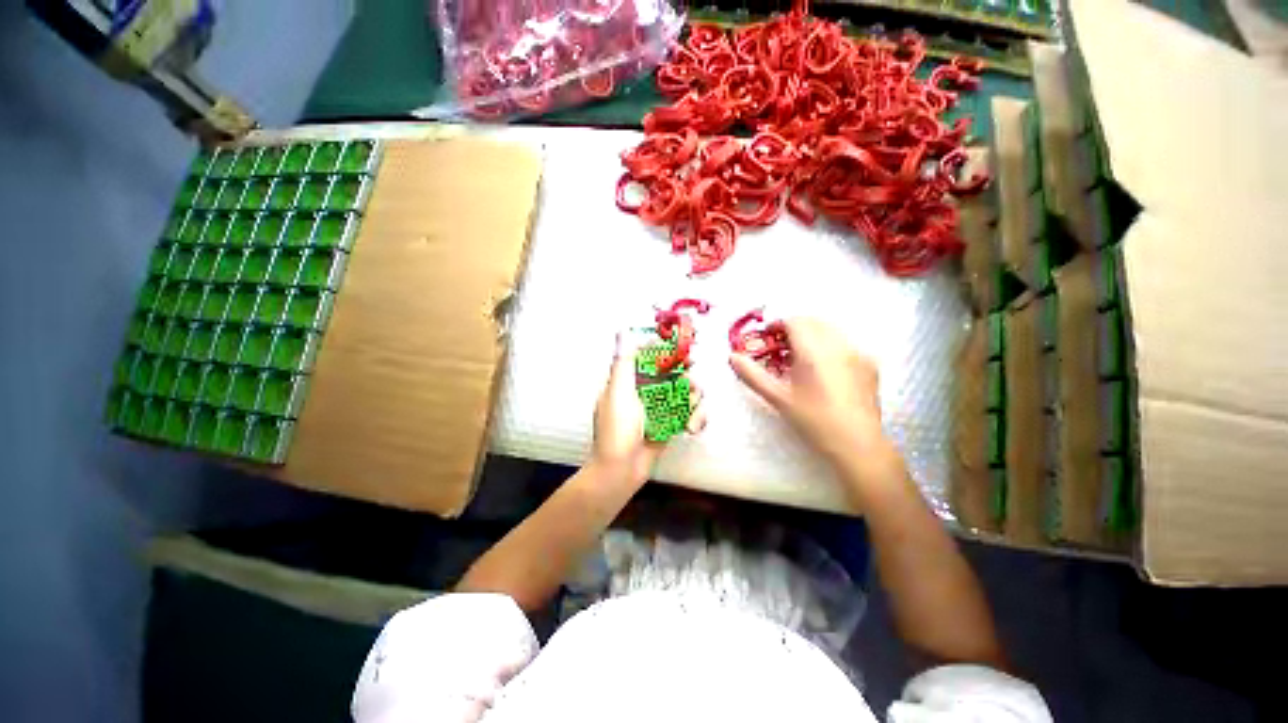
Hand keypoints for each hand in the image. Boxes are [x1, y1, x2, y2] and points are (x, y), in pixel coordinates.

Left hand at [592, 331, 705, 482]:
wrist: (620, 471)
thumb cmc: (615, 431)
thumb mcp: (618, 393)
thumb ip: (624, 363)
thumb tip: (625, 333)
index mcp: (628, 381)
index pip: (648, 358)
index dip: (666, 351)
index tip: (681, 348)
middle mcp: (644, 392)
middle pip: (671, 374)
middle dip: (685, 375)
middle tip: (692, 379)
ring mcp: (658, 409)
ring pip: (683, 393)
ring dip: (693, 400)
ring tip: (692, 412)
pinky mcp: (669, 424)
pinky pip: (687, 413)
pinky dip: (694, 418)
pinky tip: (691, 427)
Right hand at [729, 318, 886, 467]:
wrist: (857, 444)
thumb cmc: (813, 421)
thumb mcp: (778, 398)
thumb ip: (753, 375)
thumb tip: (732, 357)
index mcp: (814, 352)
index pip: (794, 321)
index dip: (777, 326)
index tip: (767, 340)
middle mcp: (838, 345)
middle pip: (813, 321)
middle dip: (794, 329)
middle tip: (781, 350)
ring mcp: (858, 353)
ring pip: (830, 330)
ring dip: (812, 335)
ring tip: (802, 360)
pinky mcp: (870, 363)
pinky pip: (845, 343)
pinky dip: (830, 346)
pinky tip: (825, 370)